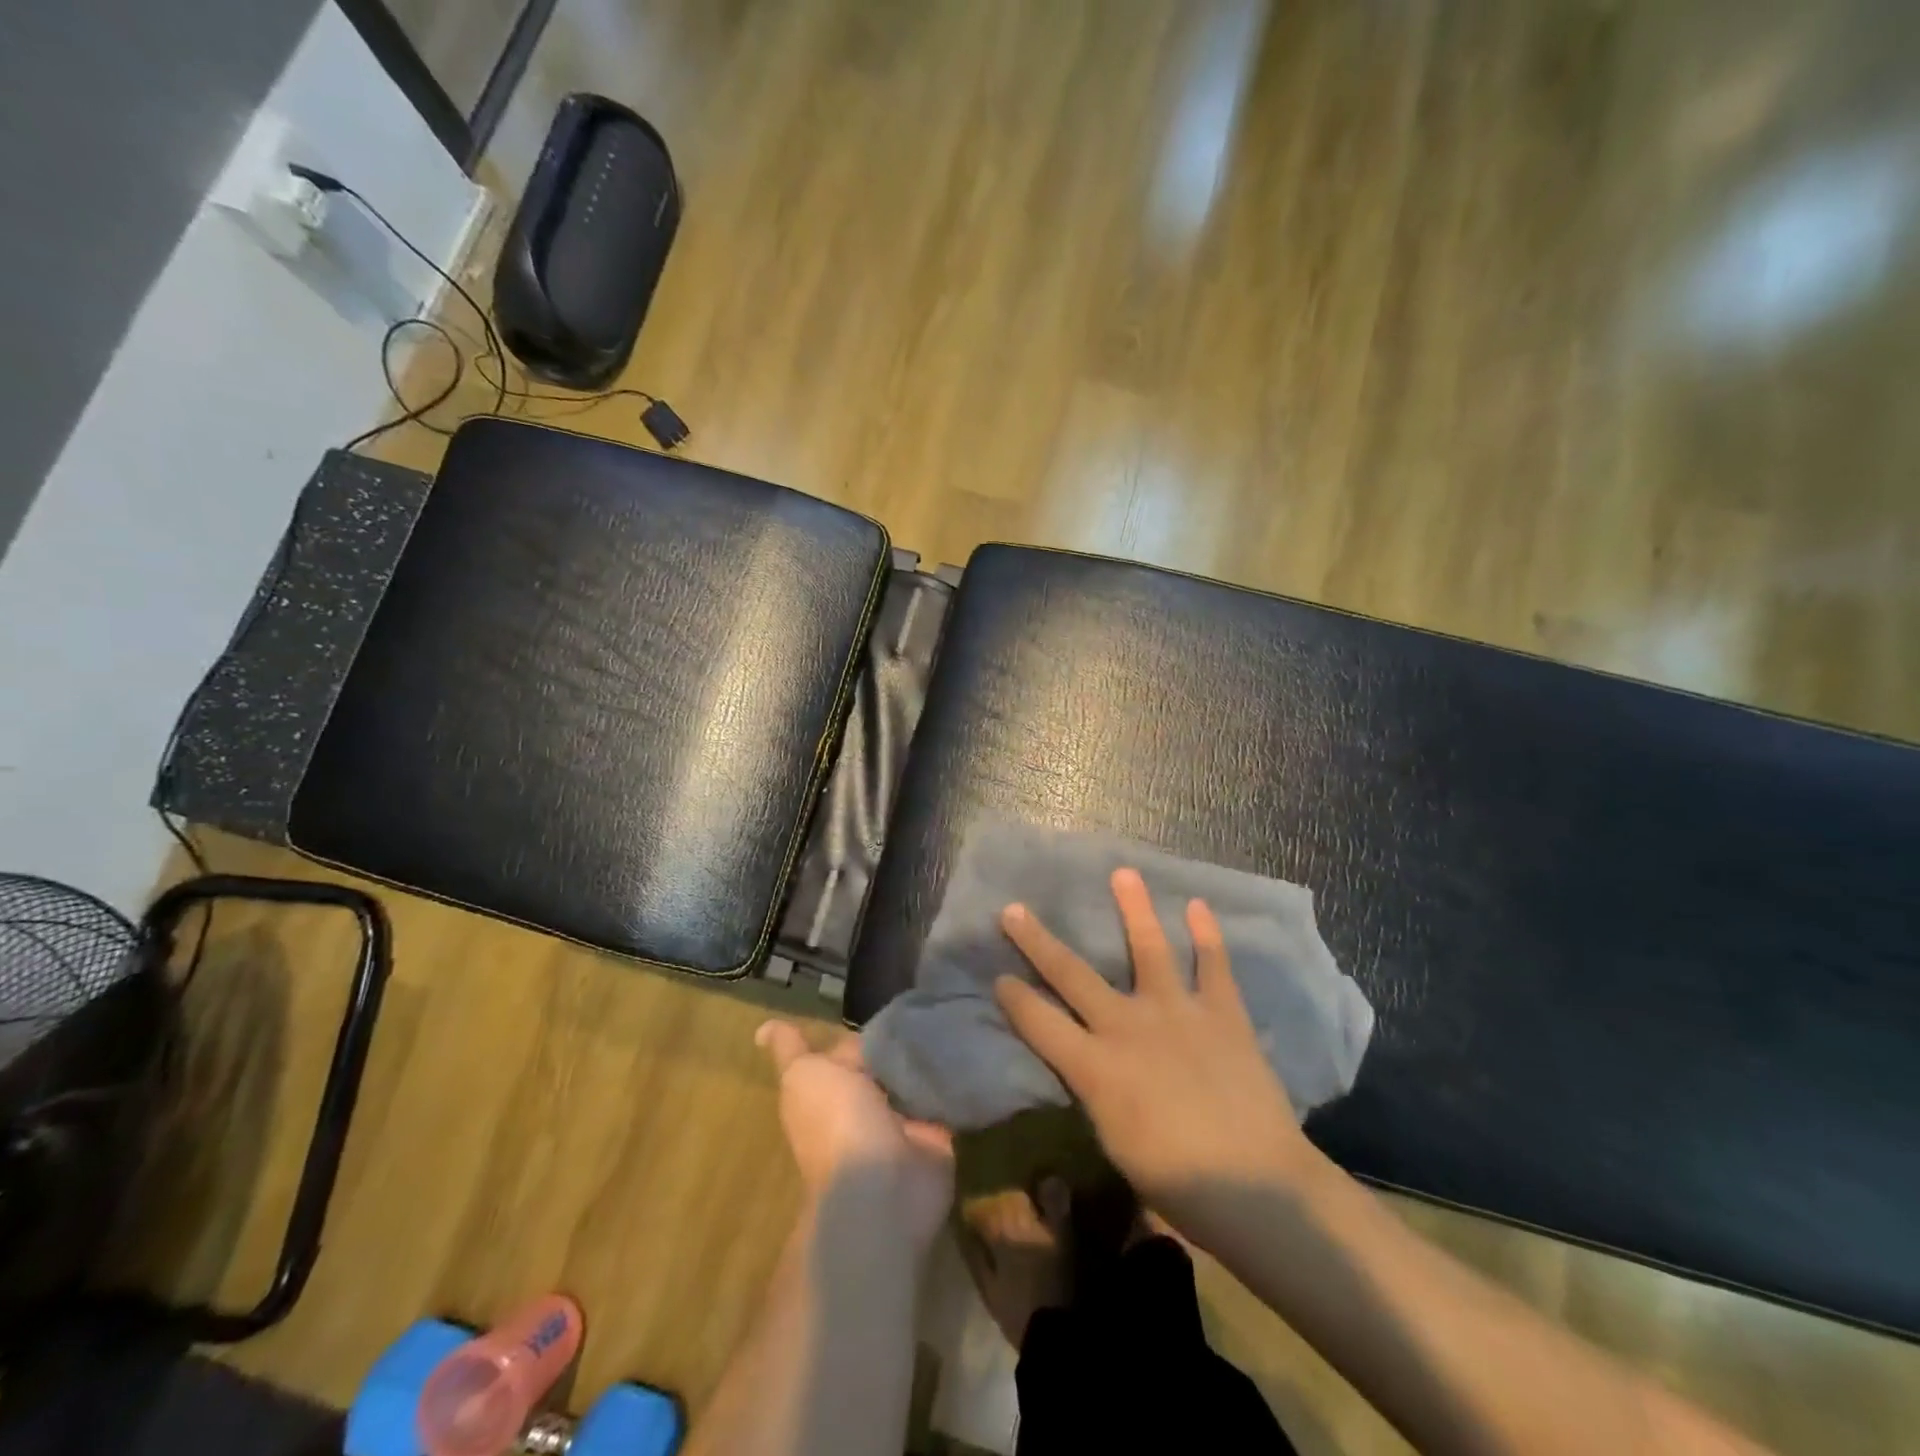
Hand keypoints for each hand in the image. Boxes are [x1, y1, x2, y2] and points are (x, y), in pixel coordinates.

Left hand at [757, 1020, 954, 1249]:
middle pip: (880, 1054)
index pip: (835, 1050)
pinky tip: (966, 1036)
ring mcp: (900, 1117)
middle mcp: (862, 1101)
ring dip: (928, 1045)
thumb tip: (765, 1030)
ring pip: (914, 1069)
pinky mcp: (936, 1129)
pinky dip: (955, 1070)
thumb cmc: (836, 1123)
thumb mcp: (805, 1076)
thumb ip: (793, 1051)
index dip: (844, 1030)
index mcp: (827, 1089)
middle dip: (896, 1031)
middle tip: (920, 998)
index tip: (849, 1001)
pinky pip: (946, 1090)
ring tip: (947, 1010)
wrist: (883, 1186)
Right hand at [993, 868, 1325, 1246]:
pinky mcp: (1221, 1013)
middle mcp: (1128, 1025)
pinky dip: (1206, 934)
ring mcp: (1177, 1012)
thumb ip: (1096, 1092)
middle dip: (1037, 940)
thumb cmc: (1177, 1182)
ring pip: (1149, 948)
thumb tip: (1088, 1066)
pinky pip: (1213, 965)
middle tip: (1013, 909)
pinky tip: (1198, 905)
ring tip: (1123, 873)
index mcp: (1095, 1066)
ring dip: (1134, 908)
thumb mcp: (1114, 1142)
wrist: (1257, 1186)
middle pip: (1072, 974)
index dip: (1014, 998)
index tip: (998, 977)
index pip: (1039, 1022)